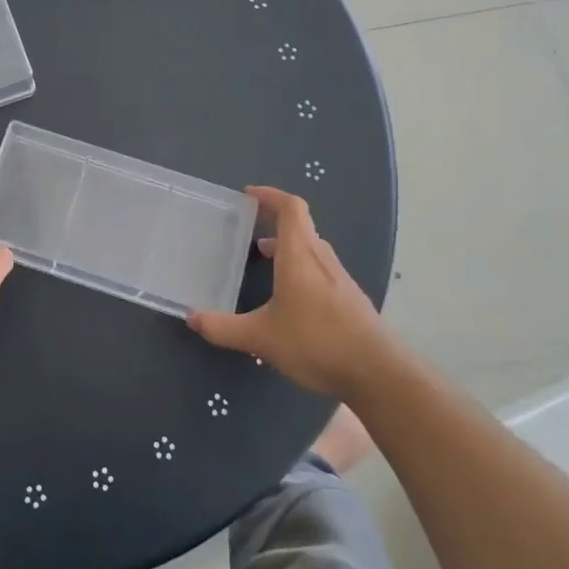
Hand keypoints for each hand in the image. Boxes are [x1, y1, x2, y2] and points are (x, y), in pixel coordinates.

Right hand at [186, 186, 390, 395]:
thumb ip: (223, 328)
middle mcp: (321, 259)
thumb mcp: (260, 338)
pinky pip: (321, 270)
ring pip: (312, 249)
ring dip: (289, 246)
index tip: (249, 195)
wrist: (377, 373)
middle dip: (275, 221)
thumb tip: (191, 318)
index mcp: (300, 256)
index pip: (291, 209)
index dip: (271, 196)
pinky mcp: (350, 300)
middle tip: (249, 228)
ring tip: (265, 258)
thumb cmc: (316, 342)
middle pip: (302, 226)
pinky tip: (290, 296)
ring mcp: (340, 279)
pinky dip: (301, 267)